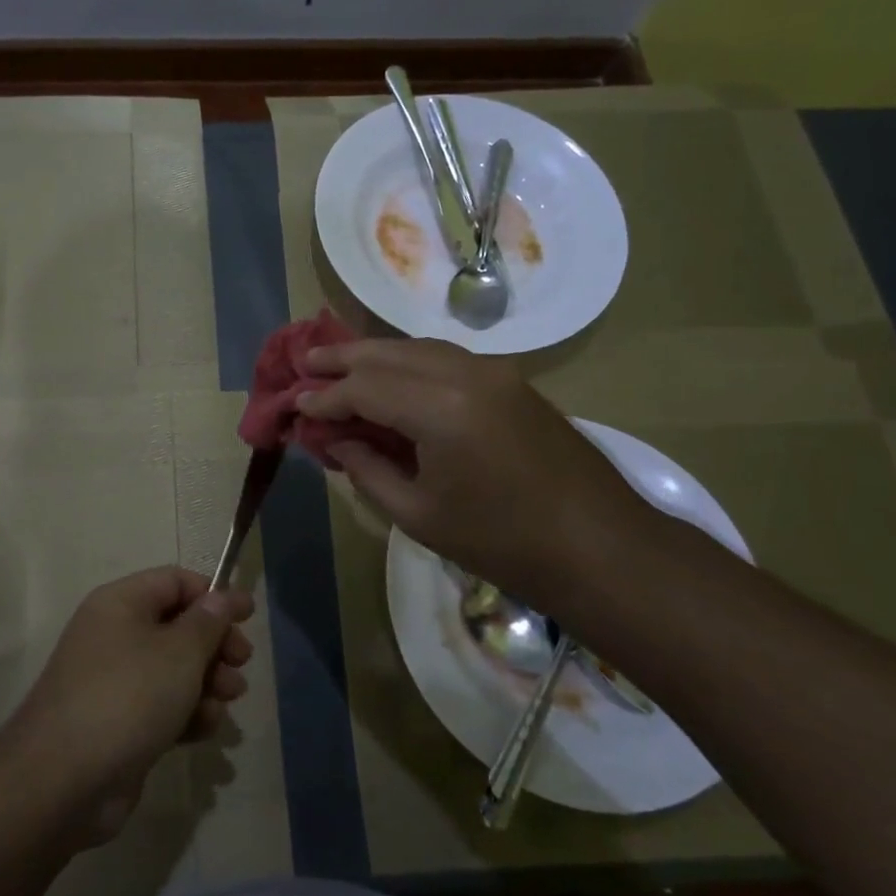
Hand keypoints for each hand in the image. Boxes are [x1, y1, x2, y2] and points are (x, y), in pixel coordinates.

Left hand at [9, 567, 252, 840]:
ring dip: (207, 682)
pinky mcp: (120, 723)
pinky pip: (162, 705)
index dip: (214, 595)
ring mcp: (115, 681)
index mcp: (121, 603)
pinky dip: (187, 712)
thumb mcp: (179, 652)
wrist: (64, 781)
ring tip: (227, 700)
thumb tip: (220, 597)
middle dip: (215, 644)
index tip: (248, 616)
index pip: (175, 581)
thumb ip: (207, 621)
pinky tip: (204, 729)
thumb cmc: (128, 697)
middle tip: (241, 664)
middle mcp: (115, 634)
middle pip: (178, 626)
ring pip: (174, 669)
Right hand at [297, 339, 657, 609]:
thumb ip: (368, 470)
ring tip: (338, 361)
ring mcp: (494, 372)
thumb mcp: (419, 515)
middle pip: (388, 354)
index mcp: (440, 409)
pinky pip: (445, 358)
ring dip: (375, 354)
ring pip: (418, 348)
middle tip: (304, 362)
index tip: (295, 405)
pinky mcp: (511, 381)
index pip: (364, 389)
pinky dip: (409, 361)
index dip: (325, 397)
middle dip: (342, 359)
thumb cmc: (501, 542)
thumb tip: (336, 442)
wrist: (600, 546)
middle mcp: (465, 374)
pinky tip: (391, 374)